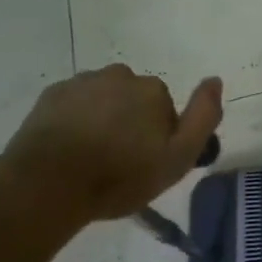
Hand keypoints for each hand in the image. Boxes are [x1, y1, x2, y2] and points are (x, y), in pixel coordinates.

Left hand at [0, 66, 222, 226]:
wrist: (47, 185)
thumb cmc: (119, 176)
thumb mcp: (179, 157)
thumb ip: (203, 117)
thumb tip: (215, 79)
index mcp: (153, 90)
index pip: (164, 108)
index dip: (159, 135)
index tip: (146, 162)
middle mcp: (121, 76)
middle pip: (133, 99)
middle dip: (130, 122)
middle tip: (118, 162)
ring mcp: (82, 83)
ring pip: (103, 99)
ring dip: (102, 119)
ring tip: (90, 157)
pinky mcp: (51, 96)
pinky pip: (73, 104)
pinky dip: (75, 120)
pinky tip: (68, 149)